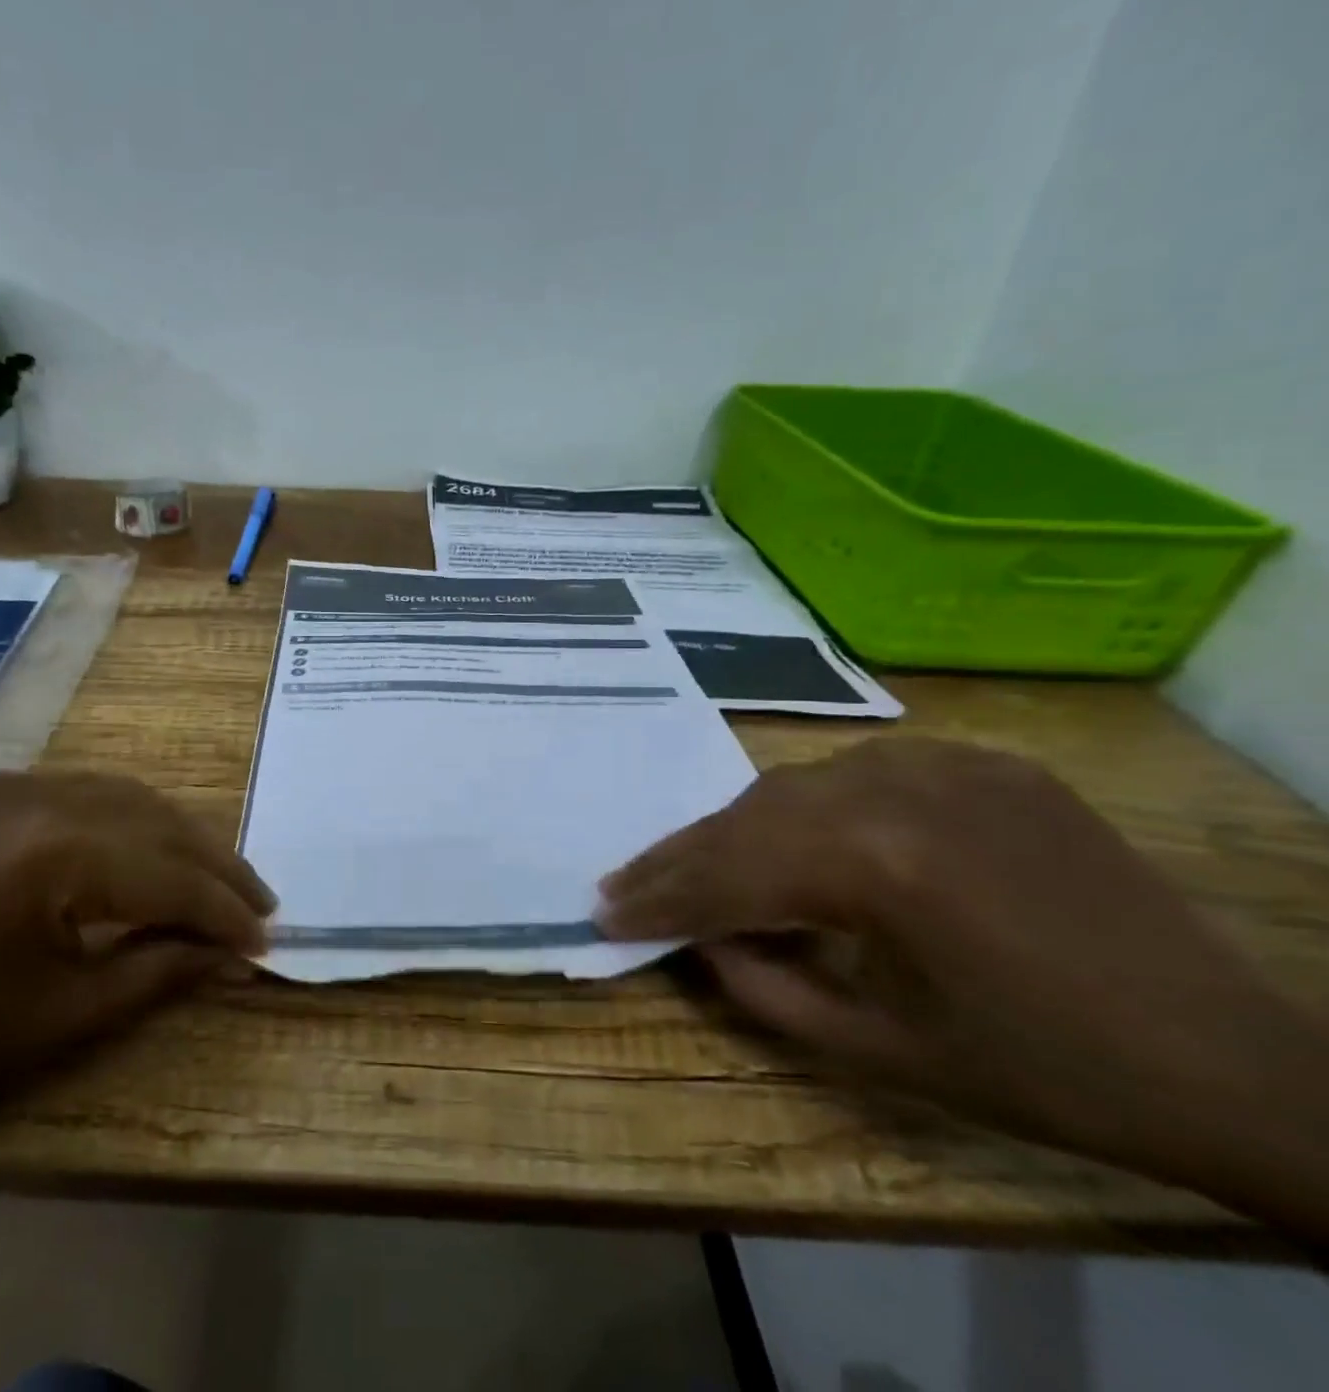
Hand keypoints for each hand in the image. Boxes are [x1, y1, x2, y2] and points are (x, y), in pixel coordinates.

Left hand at [0, 770, 274, 1186]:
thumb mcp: (63, 1016)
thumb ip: (162, 970)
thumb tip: (237, 954)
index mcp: (45, 849)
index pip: (167, 873)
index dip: (223, 910)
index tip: (267, 938)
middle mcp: (26, 792)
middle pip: (152, 818)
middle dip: (213, 864)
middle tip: (257, 902)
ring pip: (117, 794)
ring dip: (172, 835)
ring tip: (212, 879)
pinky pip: (68, 792)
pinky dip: (117, 821)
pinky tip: (136, 853)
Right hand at [596, 739, 1328, 1202]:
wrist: (1238, 1063)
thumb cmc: (1048, 1076)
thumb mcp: (882, 1052)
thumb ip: (764, 989)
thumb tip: (700, 938)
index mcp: (877, 864)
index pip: (729, 873)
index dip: (658, 898)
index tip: (601, 911)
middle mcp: (897, 789)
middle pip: (748, 817)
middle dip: (679, 858)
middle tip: (624, 883)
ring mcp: (946, 764)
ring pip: (795, 784)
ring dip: (738, 828)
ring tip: (696, 863)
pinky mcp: (986, 763)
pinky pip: (863, 772)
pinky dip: (811, 806)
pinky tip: (798, 838)